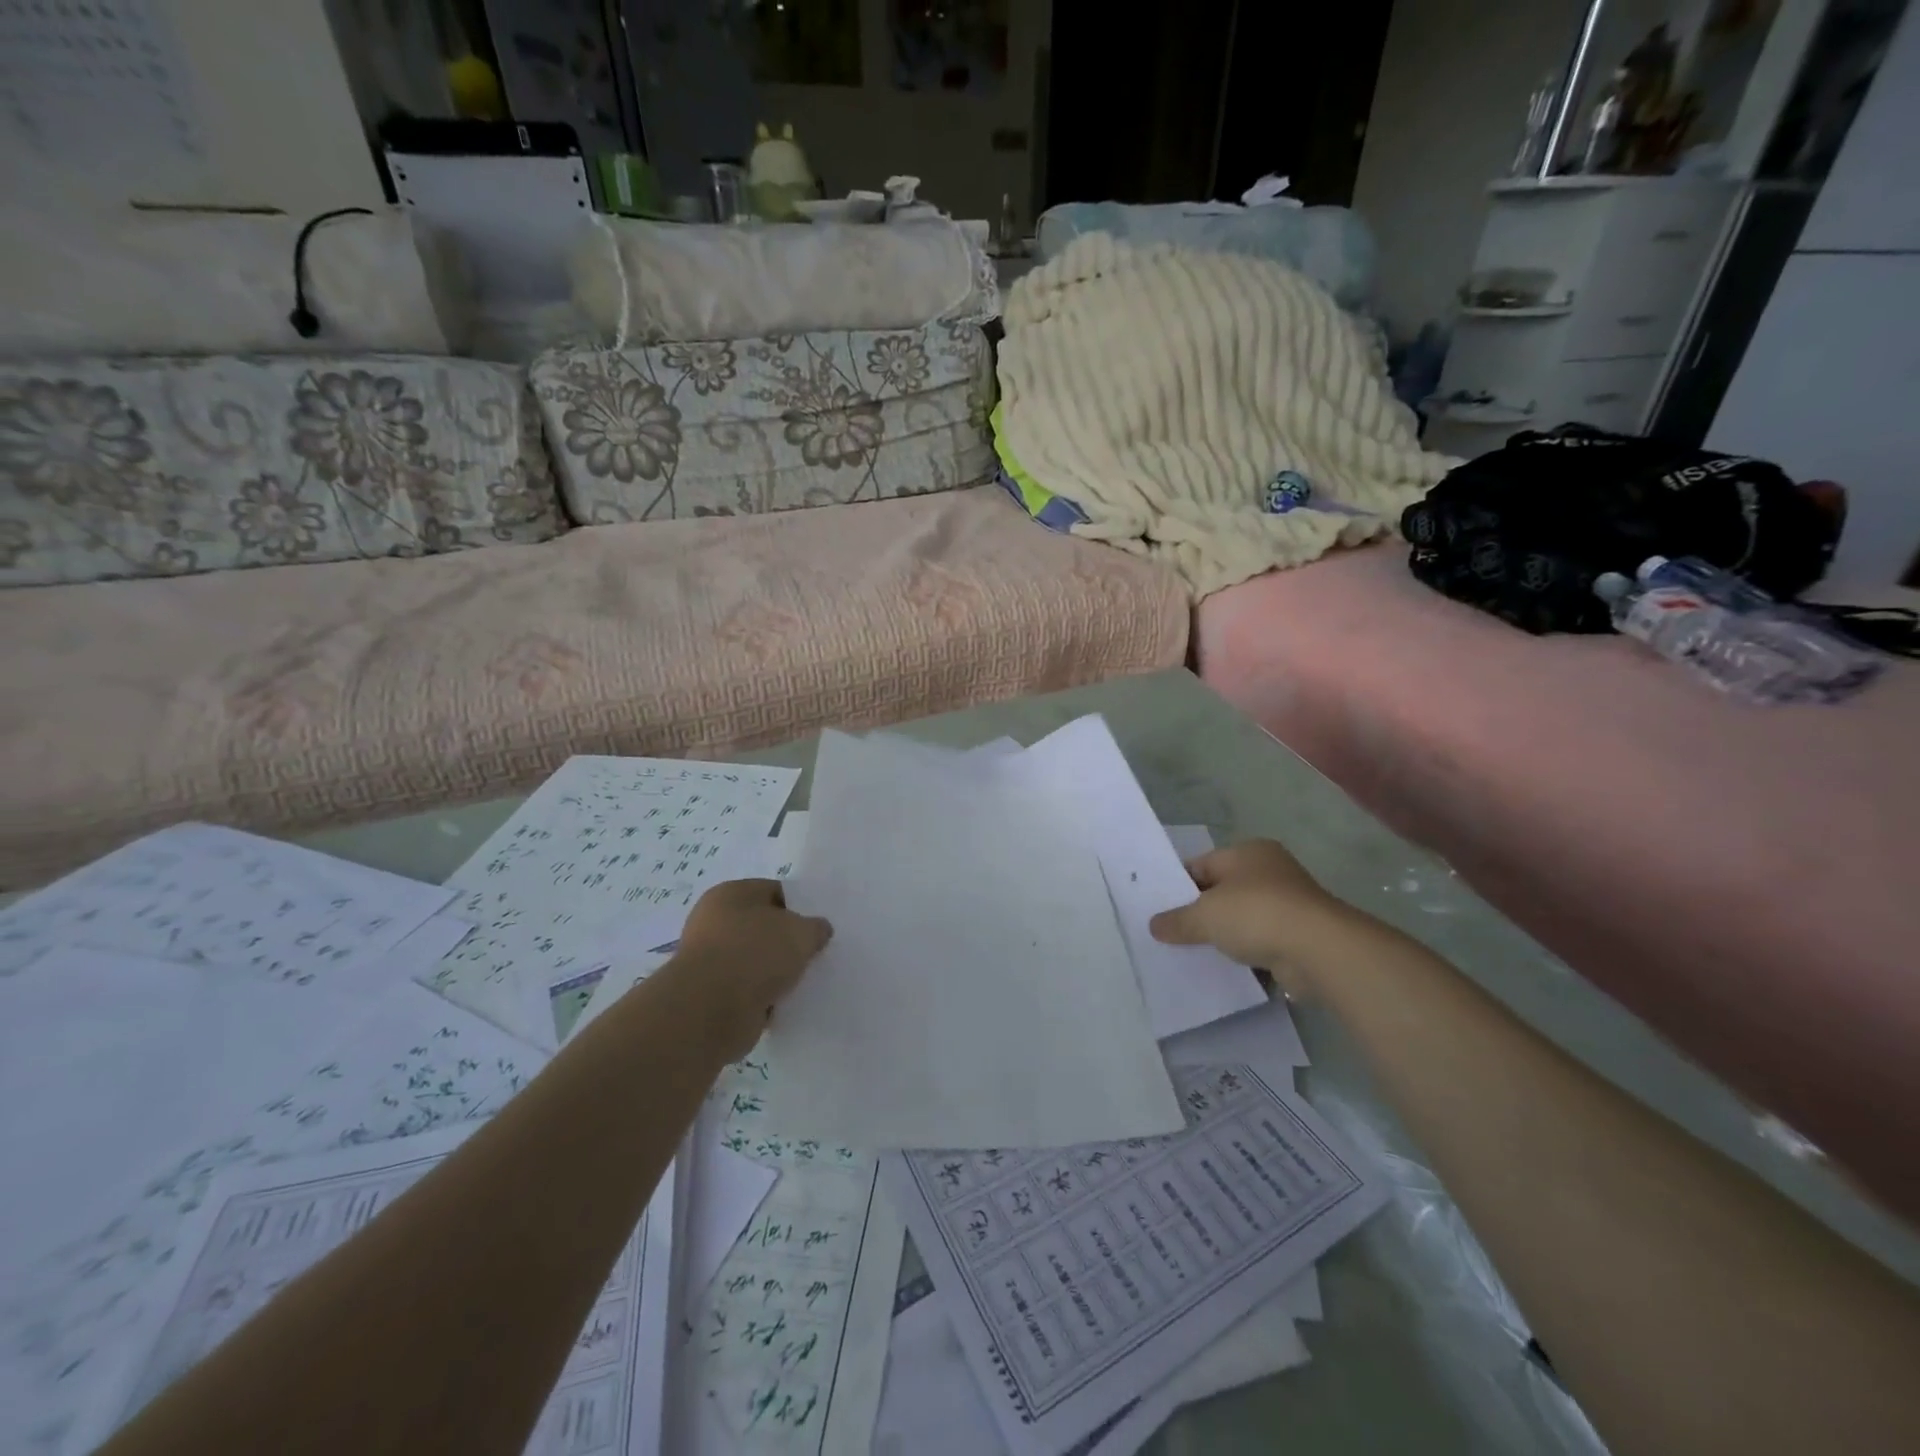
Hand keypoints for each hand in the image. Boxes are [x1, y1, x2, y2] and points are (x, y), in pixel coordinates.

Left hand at [670, 879, 831, 1058]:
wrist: (710, 1011)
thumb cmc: (755, 954)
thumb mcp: (801, 932)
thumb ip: (815, 928)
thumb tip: (818, 931)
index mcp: (731, 893)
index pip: (774, 891)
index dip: (799, 907)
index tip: (818, 927)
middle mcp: (714, 921)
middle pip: (763, 927)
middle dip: (787, 942)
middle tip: (814, 954)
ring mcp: (710, 960)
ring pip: (755, 961)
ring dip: (776, 972)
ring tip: (803, 982)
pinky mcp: (710, 995)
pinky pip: (747, 990)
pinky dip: (764, 997)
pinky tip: (784, 1003)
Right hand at [1148, 839, 1362, 990]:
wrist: (1318, 951)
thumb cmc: (1256, 914)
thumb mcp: (1204, 916)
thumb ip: (1177, 921)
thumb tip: (1154, 926)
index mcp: (1248, 852)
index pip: (1202, 865)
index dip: (1178, 886)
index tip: (1159, 909)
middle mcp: (1270, 871)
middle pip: (1222, 892)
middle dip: (1199, 913)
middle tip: (1170, 933)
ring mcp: (1289, 905)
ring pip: (1242, 920)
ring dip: (1224, 937)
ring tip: (1192, 955)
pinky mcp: (1300, 936)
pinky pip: (1262, 943)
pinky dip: (1246, 955)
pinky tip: (1224, 970)